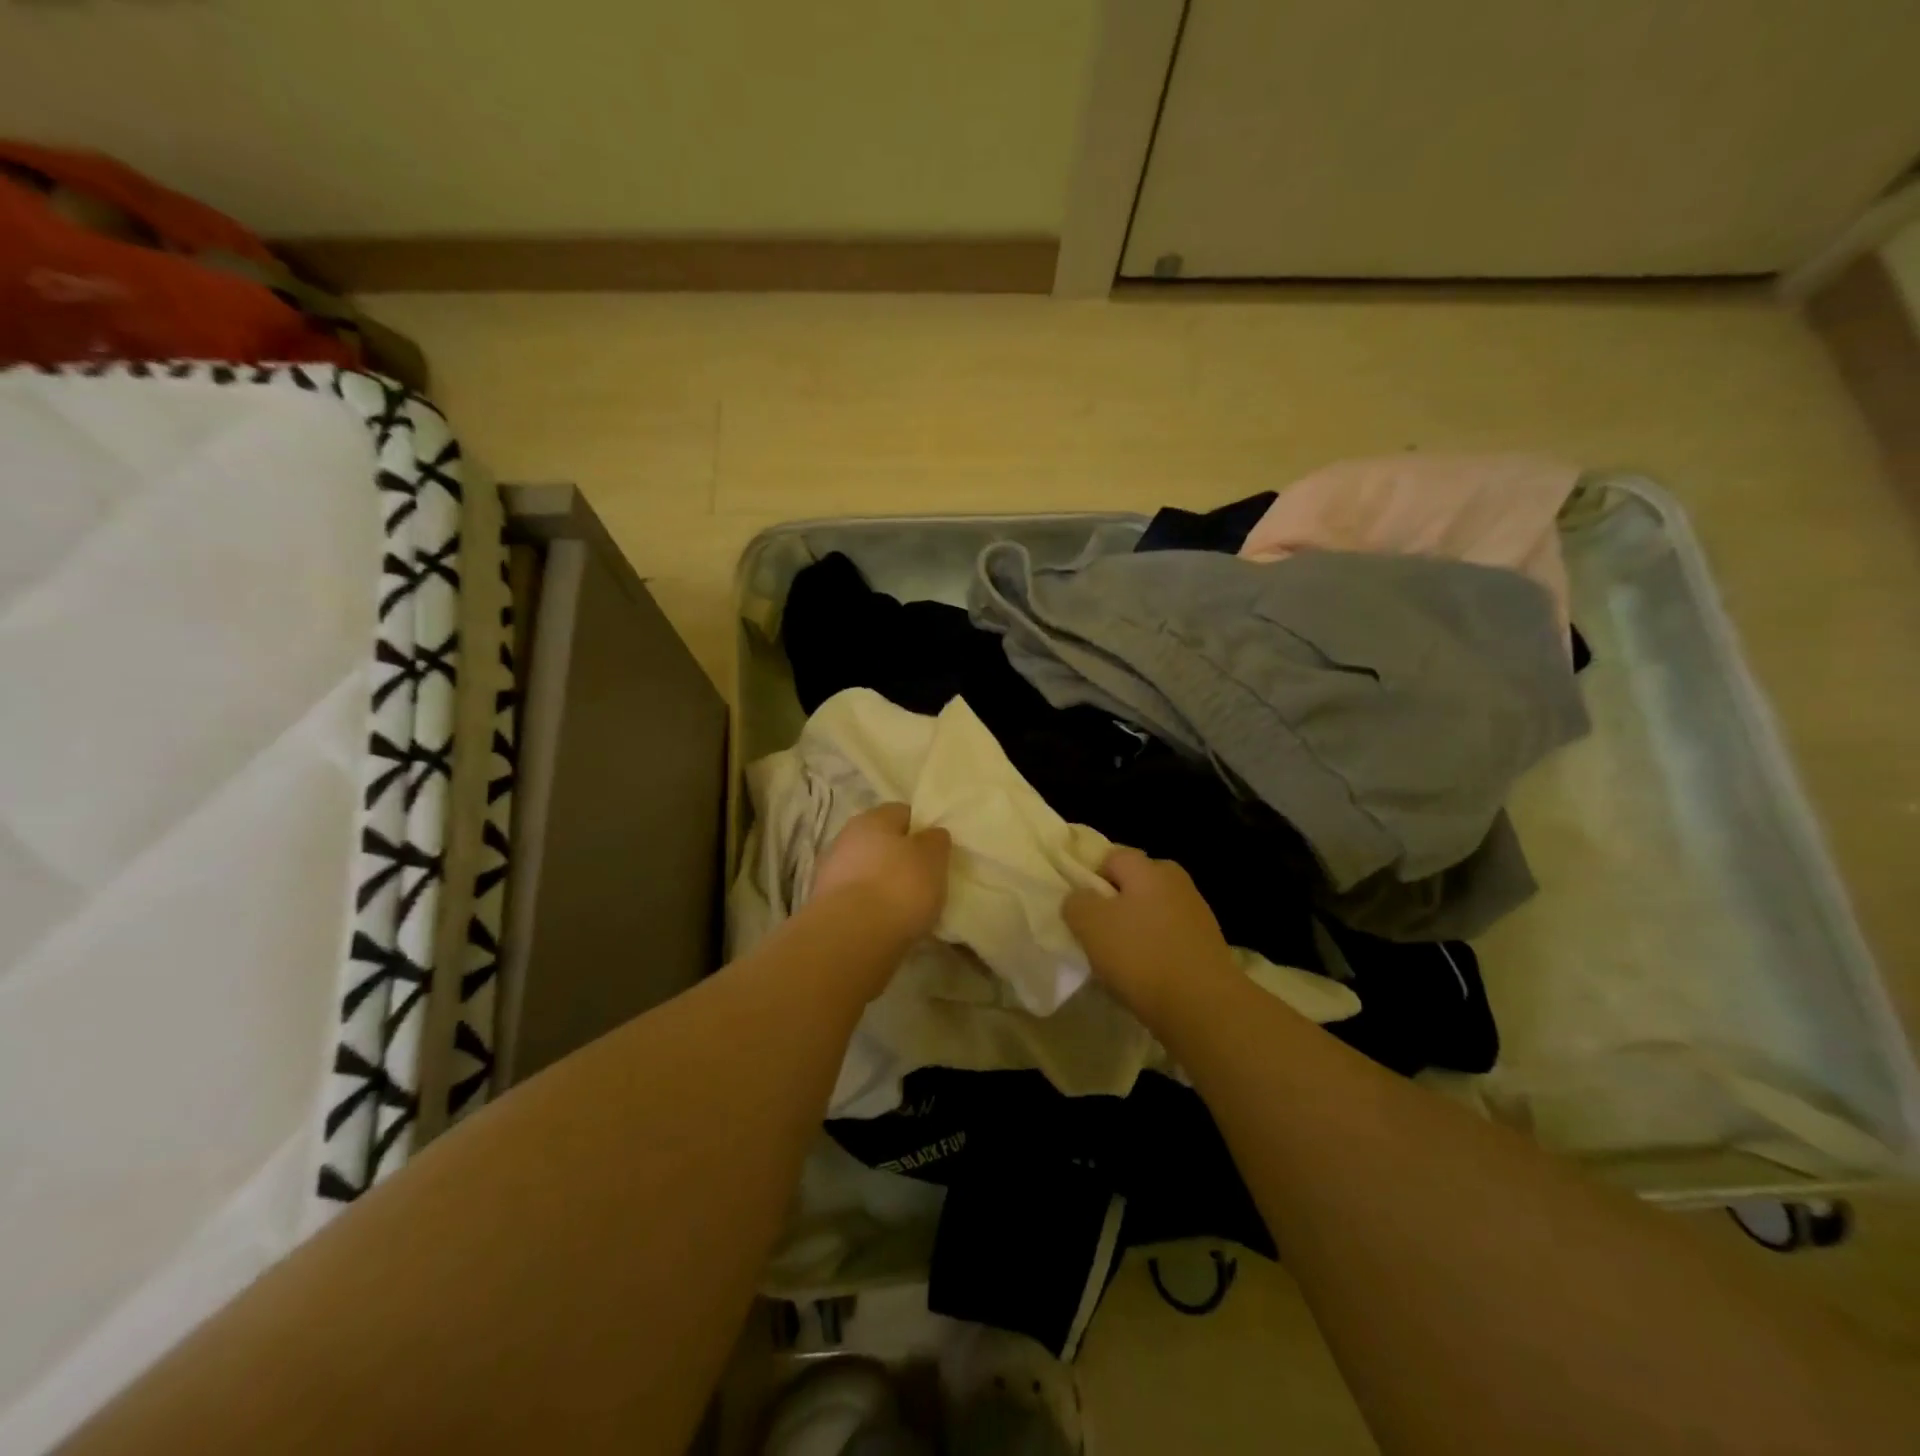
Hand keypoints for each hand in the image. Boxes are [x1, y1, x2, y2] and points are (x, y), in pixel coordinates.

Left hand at [809, 803, 951, 944]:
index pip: (902, 812)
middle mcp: (846, 837)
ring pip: (866, 869)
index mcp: (873, 818)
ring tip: (905, 905)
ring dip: (882, 882)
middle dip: (899, 857)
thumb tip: (931, 835)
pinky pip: (856, 896)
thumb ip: (935, 841)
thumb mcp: (933, 859)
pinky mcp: (824, 903)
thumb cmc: (899, 886)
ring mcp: (830, 871)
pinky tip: (885, 921)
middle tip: (922, 878)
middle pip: (880, 842)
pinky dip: (869, 905)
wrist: (851, 936)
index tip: (935, 851)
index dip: (921, 828)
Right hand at [1063, 847, 1239, 1027]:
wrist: (1203, 1006)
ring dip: (1136, 930)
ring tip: (1120, 962)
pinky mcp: (1208, 946)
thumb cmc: (1141, 955)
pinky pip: (1170, 939)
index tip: (1081, 909)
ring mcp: (1197, 914)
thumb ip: (1077, 902)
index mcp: (1150, 868)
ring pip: (1153, 913)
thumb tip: (1080, 898)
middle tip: (1098, 933)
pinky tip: (1146, 977)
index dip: (1091, 878)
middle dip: (1115, 904)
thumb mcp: (1090, 924)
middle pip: (1136, 884)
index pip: (1112, 857)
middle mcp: (1177, 882)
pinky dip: (1156, 952)